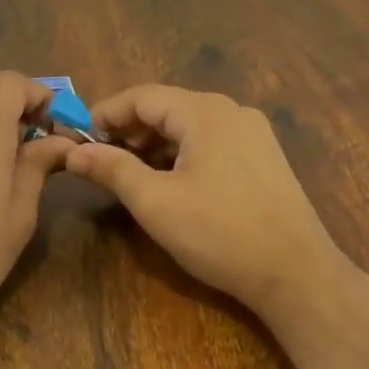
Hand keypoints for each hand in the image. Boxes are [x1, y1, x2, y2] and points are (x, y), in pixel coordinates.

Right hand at [65, 84, 344, 319]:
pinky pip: (211, 140)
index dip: (106, 113)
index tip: (78, 137)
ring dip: (154, 142)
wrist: (295, 273)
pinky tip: (168, 180)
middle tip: (99, 158)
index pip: (142, 96)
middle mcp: (232, 112)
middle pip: (167, 106)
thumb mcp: (155, 202)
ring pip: (189, 124)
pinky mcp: (263, 157)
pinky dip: (181, 152)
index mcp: (205, 113)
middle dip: (128, 128)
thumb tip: (73, 152)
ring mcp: (253, 133)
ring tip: (128, 172)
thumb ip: (112, 169)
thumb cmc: (219, 233)